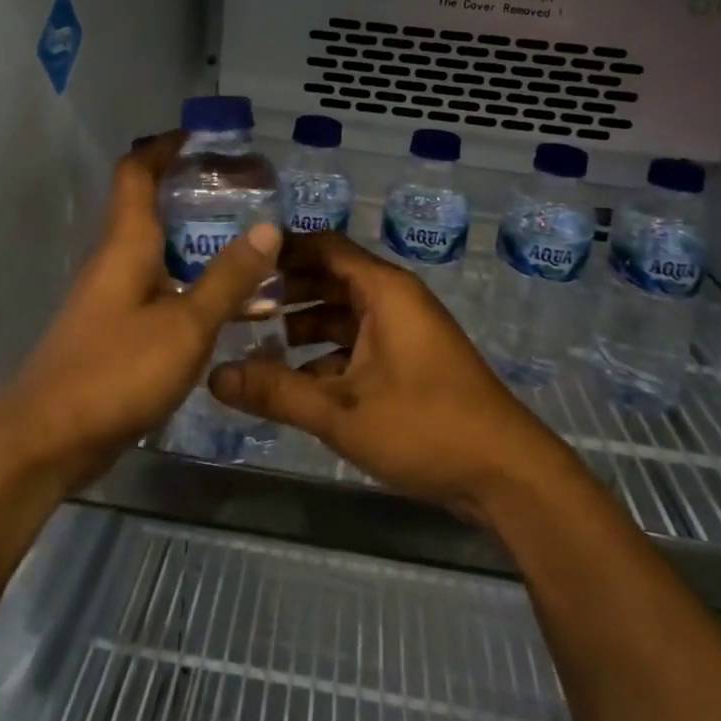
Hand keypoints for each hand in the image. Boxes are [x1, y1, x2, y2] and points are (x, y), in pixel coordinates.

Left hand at [0, 135, 281, 494]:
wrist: (47, 440)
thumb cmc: (116, 371)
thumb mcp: (185, 325)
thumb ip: (227, 278)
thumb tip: (268, 228)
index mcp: (126, 244)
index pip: (136, 172)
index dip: (165, 146)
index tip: (204, 139)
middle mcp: (115, 261)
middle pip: (150, 209)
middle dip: (194, 194)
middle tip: (246, 195)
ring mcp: (111, 299)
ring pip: (158, 254)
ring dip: (197, 244)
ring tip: (250, 247)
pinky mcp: (114, 332)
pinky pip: (158, 292)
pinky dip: (191, 286)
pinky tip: (227, 308)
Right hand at [209, 233, 567, 515]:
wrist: (506, 474)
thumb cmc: (425, 427)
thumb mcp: (342, 412)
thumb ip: (276, 392)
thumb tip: (214, 376)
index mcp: (383, 290)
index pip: (323, 247)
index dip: (281, 250)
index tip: (237, 263)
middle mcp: (393, 300)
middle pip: (329, 279)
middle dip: (284, 292)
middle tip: (235, 308)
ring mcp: (404, 332)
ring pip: (341, 315)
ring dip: (302, 327)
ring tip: (254, 345)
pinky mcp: (409, 363)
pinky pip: (357, 345)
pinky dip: (325, 356)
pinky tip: (293, 383)